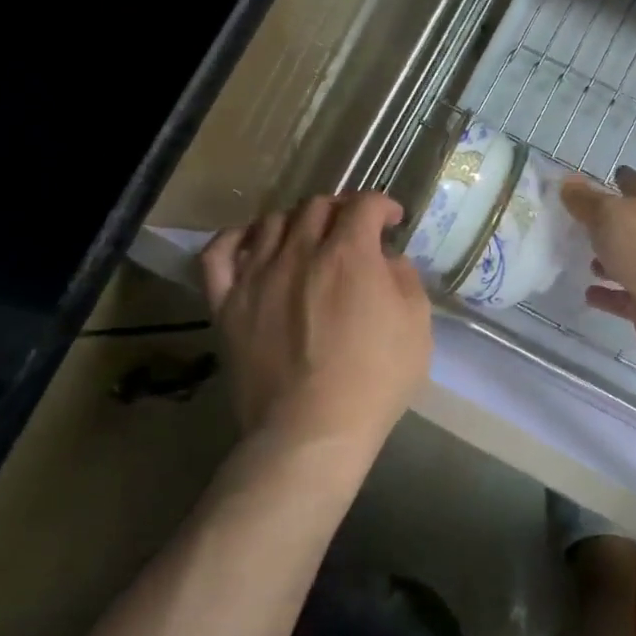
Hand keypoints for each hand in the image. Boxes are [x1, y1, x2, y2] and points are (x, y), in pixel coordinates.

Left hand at [201, 192, 432, 450]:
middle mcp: (301, 251)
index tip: (390, 222)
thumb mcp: (416, 325)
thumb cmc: (375, 380)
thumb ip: (405, 279)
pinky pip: (218, 254)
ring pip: (271, 221)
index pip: (364, 204)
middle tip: (352, 231)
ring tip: (306, 240)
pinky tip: (251, 244)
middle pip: (317, 205)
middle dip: (341, 210)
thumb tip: (387, 260)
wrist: (311, 432)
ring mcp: (257, 275)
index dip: (381, 205)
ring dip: (296, 221)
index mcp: (350, 253)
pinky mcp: (227, 303)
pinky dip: (235, 238)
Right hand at [560, 167, 635, 361]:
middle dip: (612, 225)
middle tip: (584, 224)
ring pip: (629, 263)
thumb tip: (567, 181)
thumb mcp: (609, 215)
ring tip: (585, 261)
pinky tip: (589, 294)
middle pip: (633, 226)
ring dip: (610, 262)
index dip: (625, 179)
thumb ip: (586, 200)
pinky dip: (608, 295)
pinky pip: (624, 297)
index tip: (614, 173)